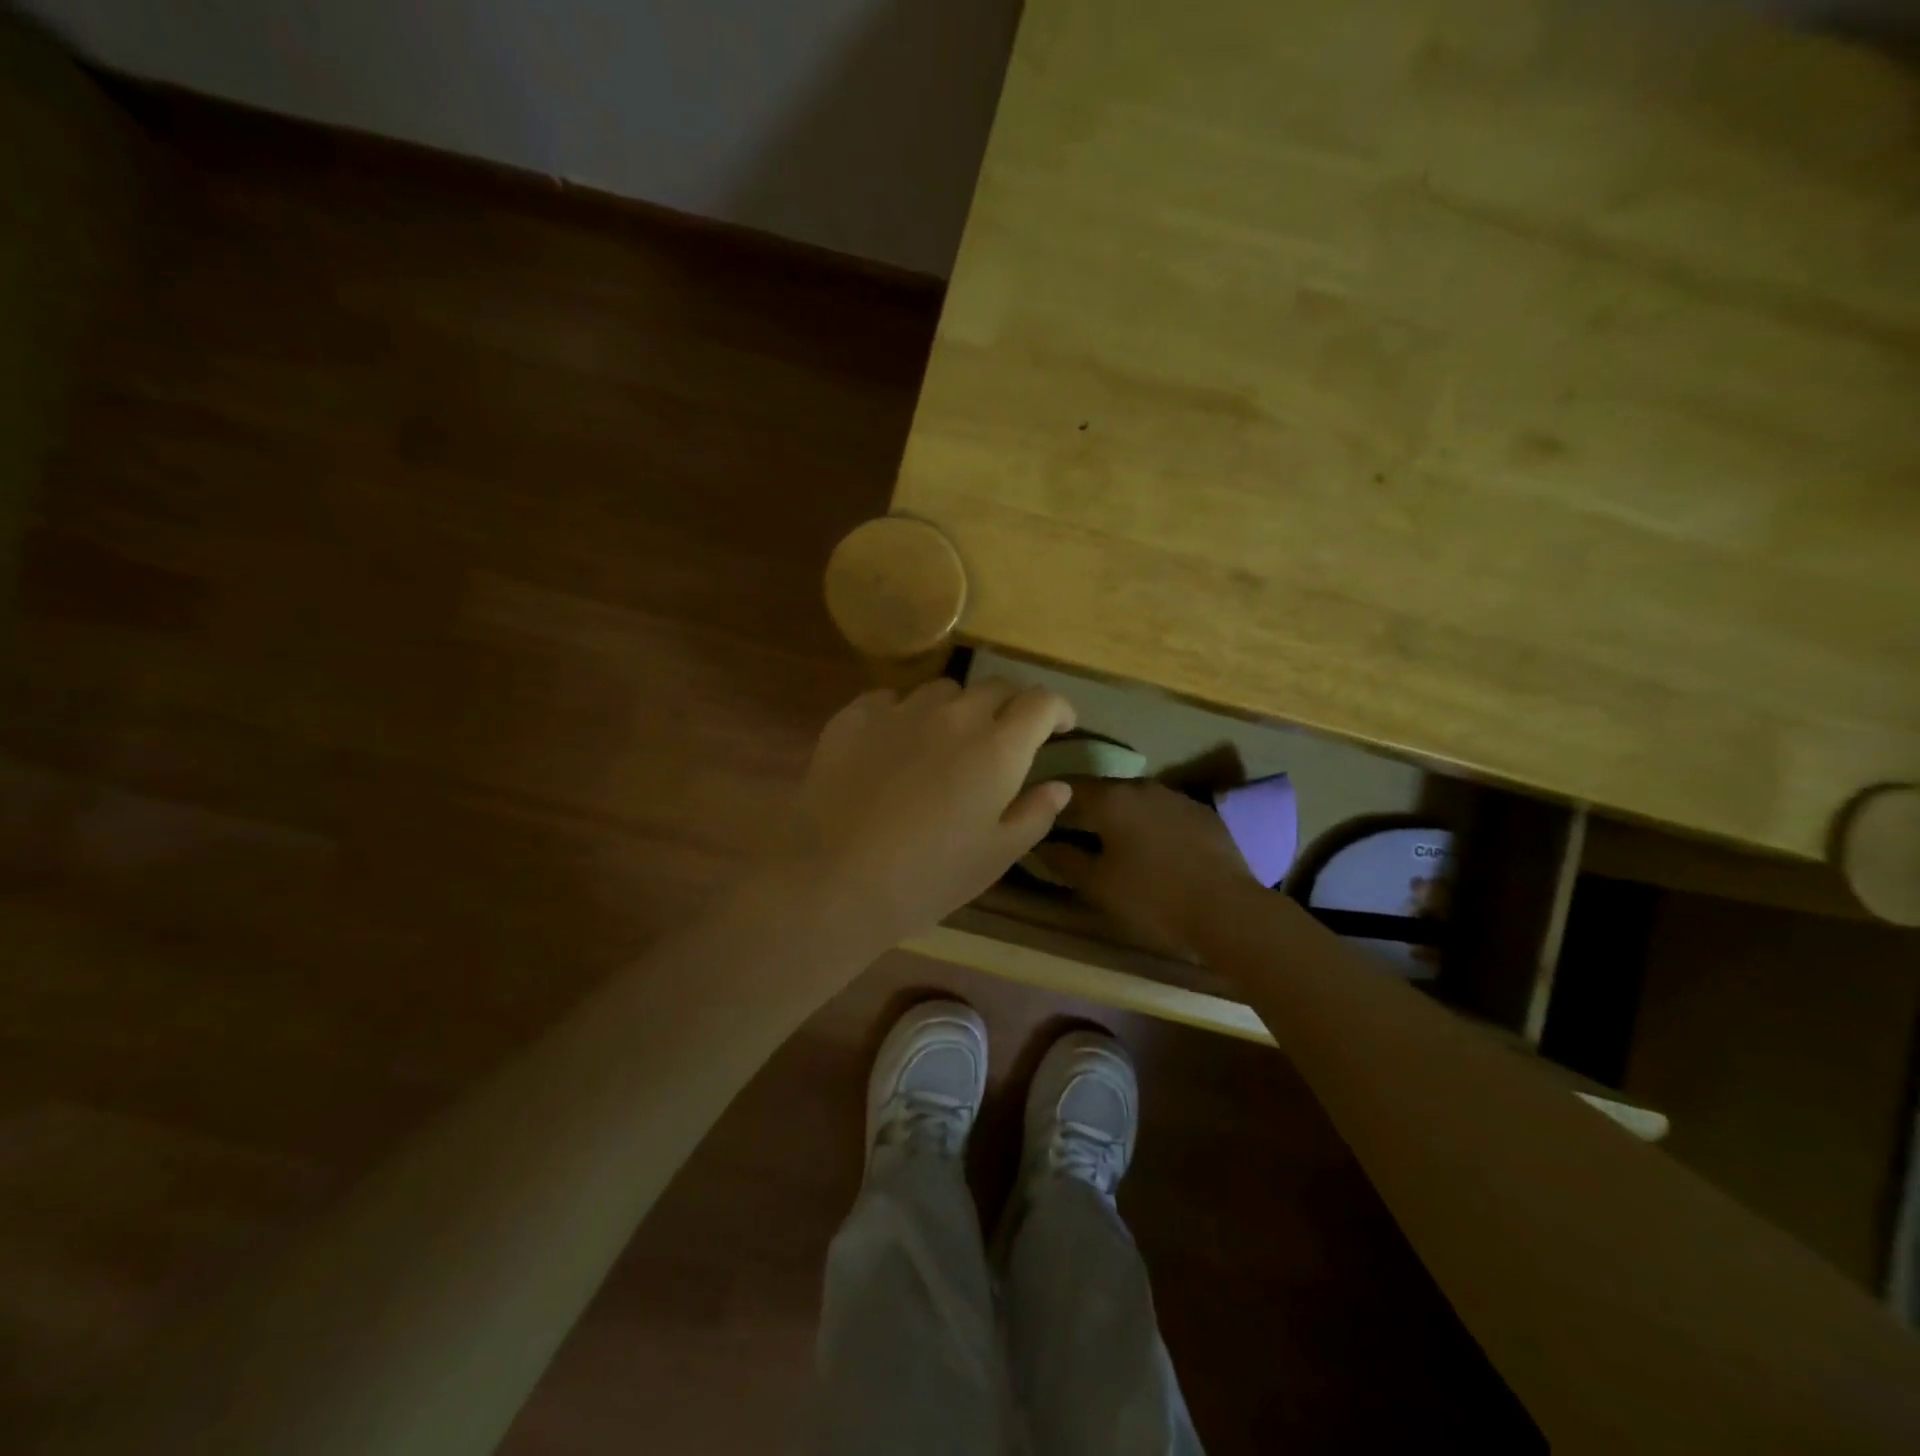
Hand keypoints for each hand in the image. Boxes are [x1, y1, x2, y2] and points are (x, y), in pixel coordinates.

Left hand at [784, 677, 1075, 947]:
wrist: (832, 878)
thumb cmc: (926, 877)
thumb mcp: (995, 857)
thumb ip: (1034, 814)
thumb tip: (1059, 786)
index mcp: (997, 747)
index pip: (1041, 702)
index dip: (1058, 709)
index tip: (1062, 725)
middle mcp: (953, 715)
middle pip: (994, 687)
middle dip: (1011, 705)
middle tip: (1006, 736)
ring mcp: (900, 710)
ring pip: (942, 690)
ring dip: (956, 708)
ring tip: (946, 741)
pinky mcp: (854, 716)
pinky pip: (891, 700)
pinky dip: (905, 714)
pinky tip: (894, 744)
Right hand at [1035, 778, 1254, 955]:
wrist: (1228, 910)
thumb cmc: (1152, 898)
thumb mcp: (1097, 885)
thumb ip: (1064, 859)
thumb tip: (1040, 843)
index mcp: (1110, 799)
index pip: (1067, 788)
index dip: (1048, 802)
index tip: (1038, 819)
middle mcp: (1141, 786)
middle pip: (1102, 791)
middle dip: (1084, 809)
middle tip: (1070, 833)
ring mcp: (1176, 797)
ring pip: (1134, 800)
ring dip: (1118, 816)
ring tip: (1110, 842)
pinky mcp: (1202, 813)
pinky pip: (1163, 812)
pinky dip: (1149, 824)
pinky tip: (1151, 850)